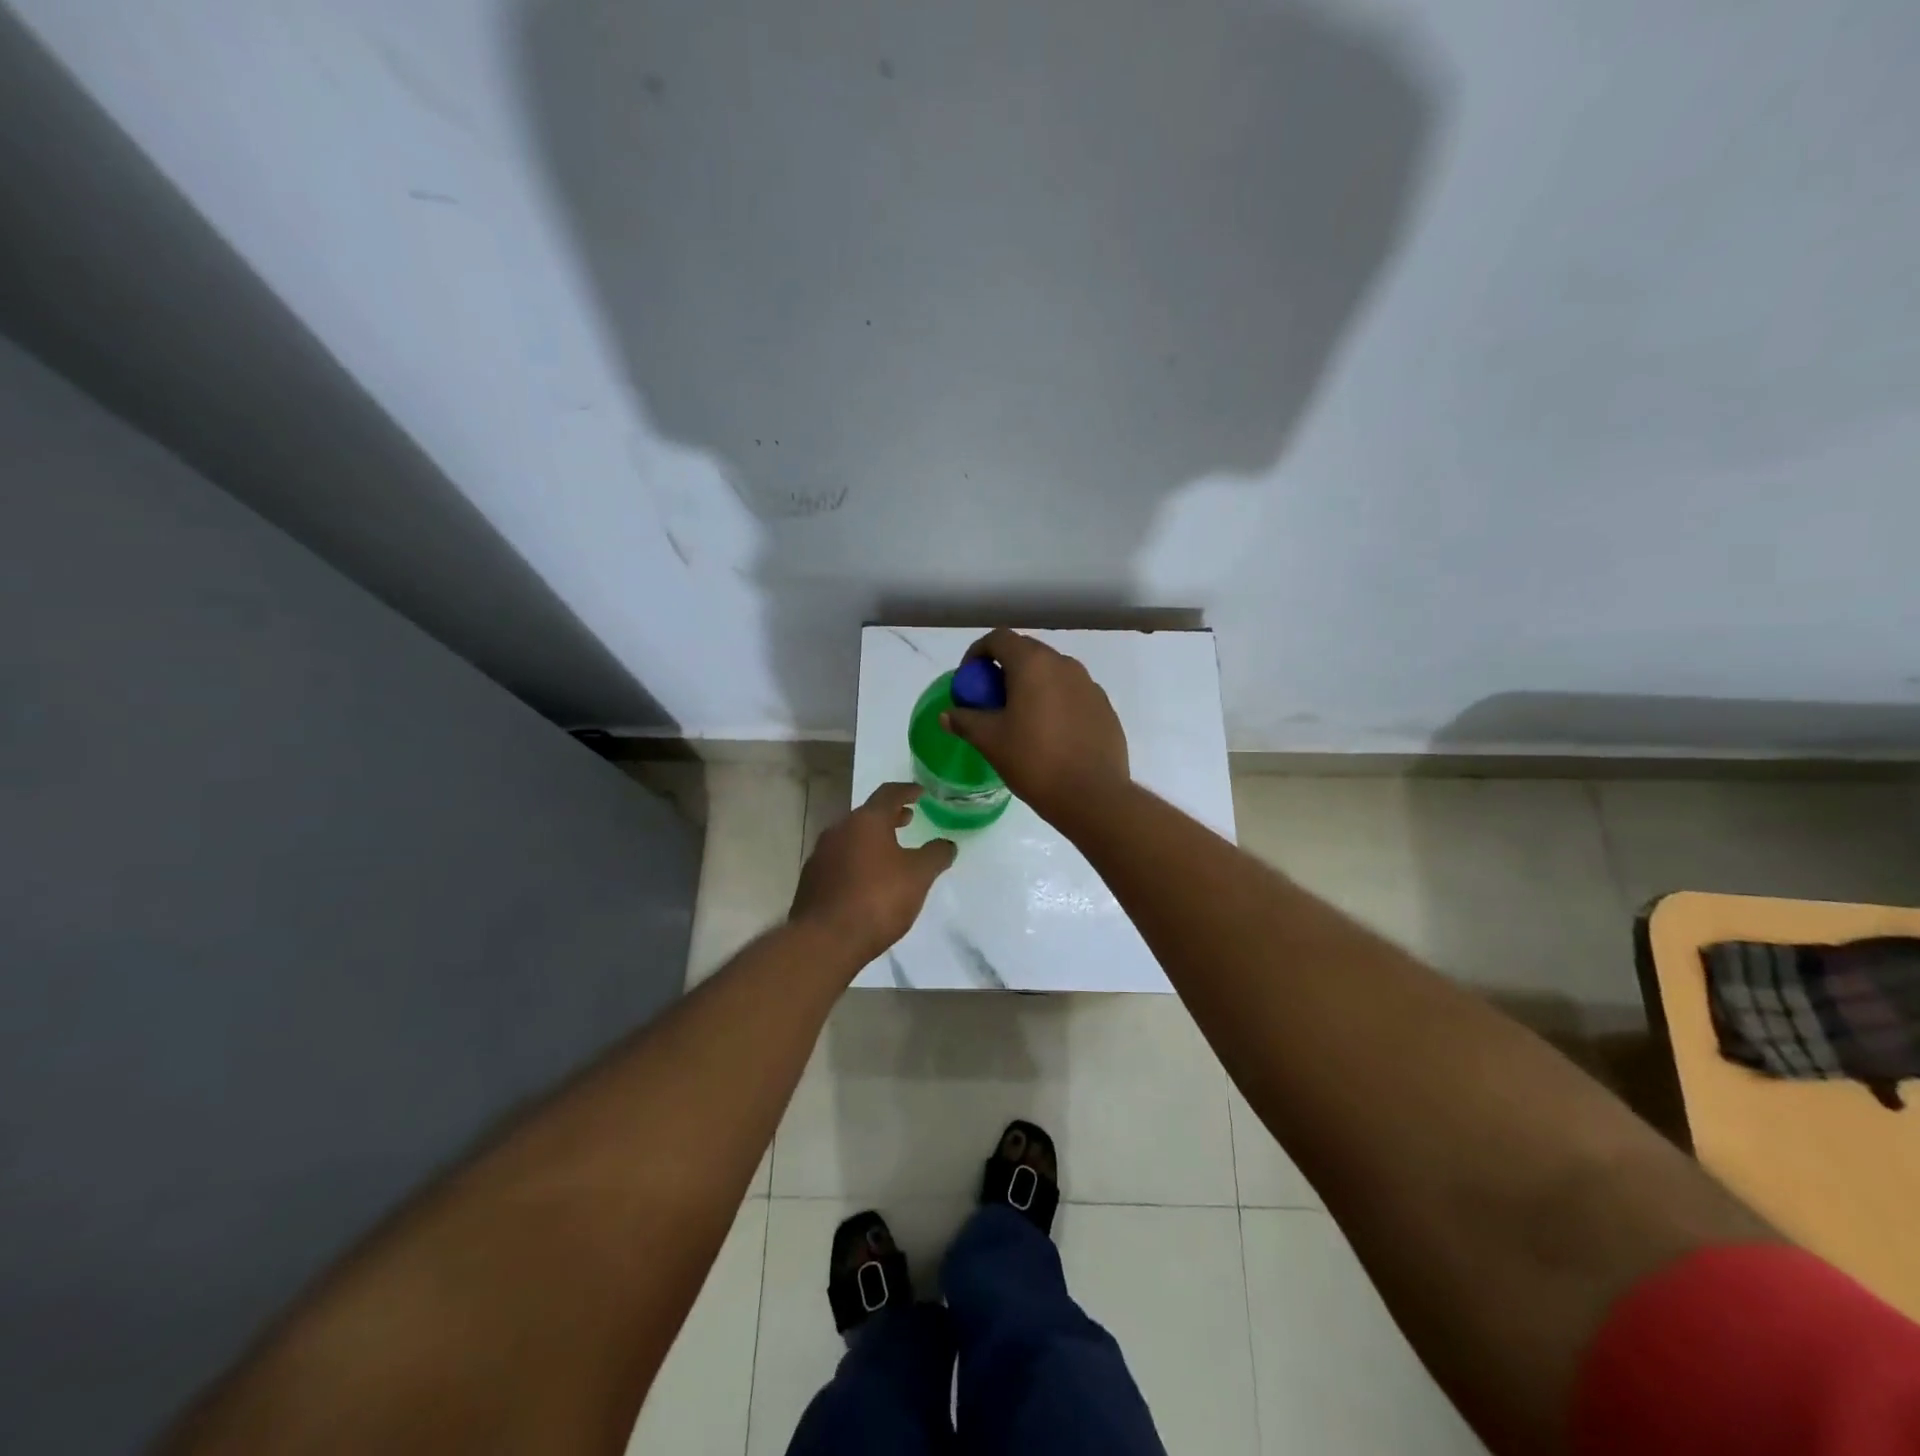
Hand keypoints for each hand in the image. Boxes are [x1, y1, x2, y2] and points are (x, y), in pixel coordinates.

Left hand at [789, 782, 956, 965]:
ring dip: (872, 840)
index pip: (888, 794)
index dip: (906, 791)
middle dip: (889, 817)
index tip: (920, 792)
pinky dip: (857, 861)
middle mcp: (839, 830)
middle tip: (907, 819)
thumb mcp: (918, 876)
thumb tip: (947, 844)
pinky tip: (867, 881)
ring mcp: (821, 855)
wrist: (825, 940)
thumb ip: (936, 855)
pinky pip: (839, 861)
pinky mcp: (811, 880)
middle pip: (867, 815)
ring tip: (890, 852)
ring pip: (851, 838)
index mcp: (866, 821)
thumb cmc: (877, 899)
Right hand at [942, 628, 1129, 825]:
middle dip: (1004, 670)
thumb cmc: (1035, 761)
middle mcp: (1064, 664)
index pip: (999, 639)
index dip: (977, 654)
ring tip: (1020, 719)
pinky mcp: (1104, 707)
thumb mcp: (990, 742)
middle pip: (1027, 652)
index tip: (969, 680)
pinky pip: (1072, 693)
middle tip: (991, 701)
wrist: (1093, 795)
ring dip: (1032, 686)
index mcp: (1033, 664)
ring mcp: (1089, 684)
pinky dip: (1055, 702)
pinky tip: (1050, 734)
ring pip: (1052, 673)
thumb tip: (948, 715)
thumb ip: (966, 721)